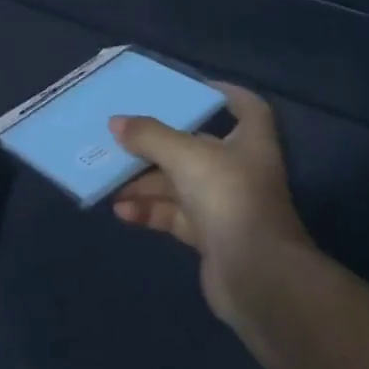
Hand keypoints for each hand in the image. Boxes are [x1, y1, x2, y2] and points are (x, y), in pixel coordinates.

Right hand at [110, 84, 311, 323]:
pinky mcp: (211, 237)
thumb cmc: (229, 198)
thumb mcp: (185, 156)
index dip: (223, 94)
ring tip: (110, 178)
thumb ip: (149, 136)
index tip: (190, 88)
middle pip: (198, 146)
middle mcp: (241, 169)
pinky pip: (175, 215)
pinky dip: (150, 210)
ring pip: (181, 183)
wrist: (258, 279)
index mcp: (249, 141)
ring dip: (146, 181)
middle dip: (159, 144)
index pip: (246, 107)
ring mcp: (226, 205)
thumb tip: (116, 122)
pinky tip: (122, 210)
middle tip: (123, 137)